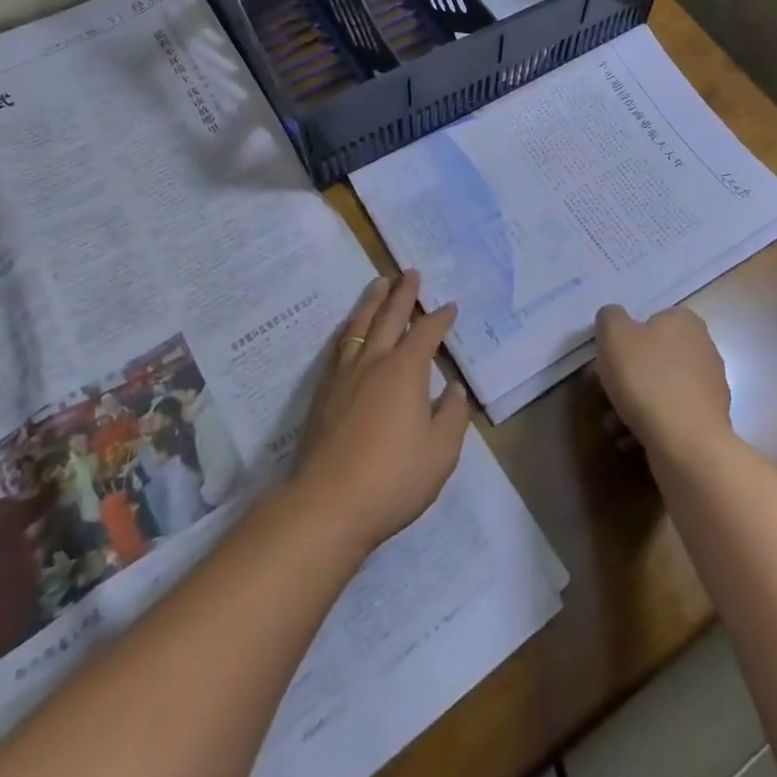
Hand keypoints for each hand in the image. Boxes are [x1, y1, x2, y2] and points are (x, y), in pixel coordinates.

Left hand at [294, 271, 470, 555]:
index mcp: (405, 370)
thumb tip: (453, 388)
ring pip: (360, 324)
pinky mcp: (323, 392)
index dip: (439, 318)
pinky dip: (349, 327)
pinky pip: (340, 345)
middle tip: (409, 272)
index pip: (426, 333)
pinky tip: (349, 328)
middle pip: (389, 316)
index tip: (449, 306)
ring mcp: (344, 374)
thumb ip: (452, 416)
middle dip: (403, 293)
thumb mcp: (440, 453)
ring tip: (379, 283)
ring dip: (372, 301)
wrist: (327, 504)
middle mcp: (374, 361)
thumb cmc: (392, 478)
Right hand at [594, 304, 732, 465]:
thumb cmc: (647, 379)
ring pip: (658, 388)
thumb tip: (615, 321)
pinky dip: (649, 424)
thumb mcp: (613, 334)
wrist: (686, 444)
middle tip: (600, 393)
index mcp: (684, 322)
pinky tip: (629, 439)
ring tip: (612, 424)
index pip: (648, 320)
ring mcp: (708, 387)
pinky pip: (670, 416)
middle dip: (622, 376)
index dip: (622, 339)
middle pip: (650, 357)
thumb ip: (610, 317)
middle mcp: (703, 349)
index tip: (603, 361)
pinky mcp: (708, 421)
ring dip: (631, 404)